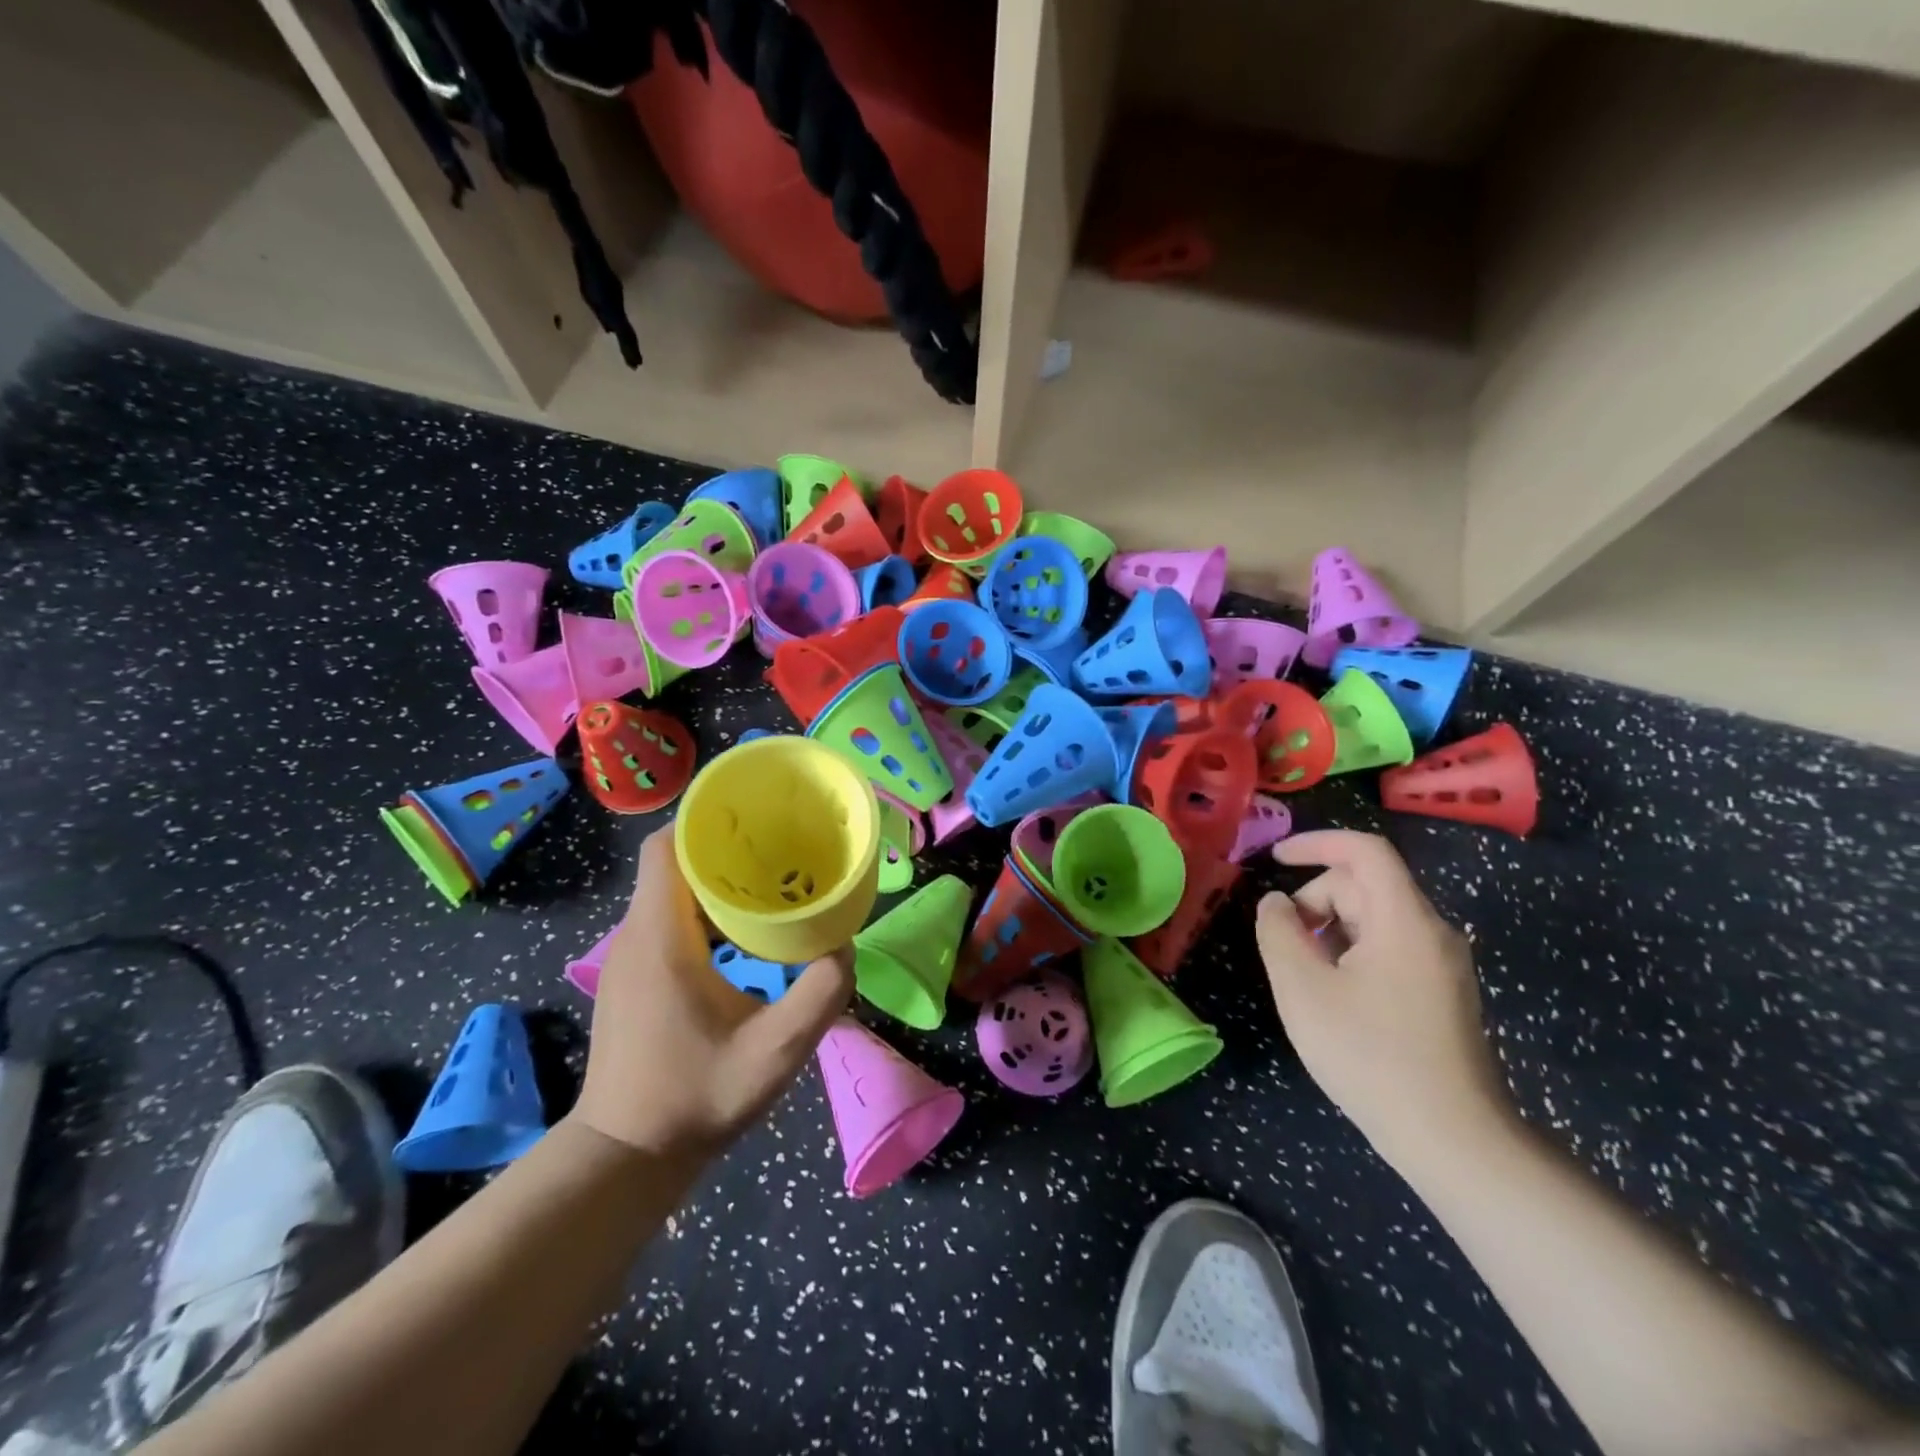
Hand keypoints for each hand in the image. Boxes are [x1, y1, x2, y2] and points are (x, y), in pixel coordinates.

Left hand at [571, 830, 852, 1158]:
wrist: (628, 1156)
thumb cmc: (695, 1099)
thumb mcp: (775, 1053)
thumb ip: (819, 996)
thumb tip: (844, 946)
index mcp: (661, 938)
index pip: (667, 848)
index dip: (705, 821)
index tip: (755, 819)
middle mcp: (637, 935)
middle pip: (672, 861)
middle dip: (722, 844)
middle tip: (780, 847)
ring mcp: (630, 956)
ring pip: (670, 889)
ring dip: (715, 876)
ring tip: (771, 880)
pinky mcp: (635, 975)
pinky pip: (666, 916)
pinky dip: (703, 906)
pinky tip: (743, 930)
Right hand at [1255, 831, 1511, 1168]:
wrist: (1454, 1141)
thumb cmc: (1371, 1056)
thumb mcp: (1303, 989)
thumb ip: (1279, 933)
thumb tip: (1276, 904)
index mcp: (1404, 920)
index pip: (1364, 851)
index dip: (1315, 843)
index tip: (1274, 859)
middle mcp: (1432, 932)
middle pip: (1365, 886)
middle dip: (1315, 900)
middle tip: (1283, 943)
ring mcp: (1442, 965)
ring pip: (1375, 920)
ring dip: (1330, 930)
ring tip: (1304, 975)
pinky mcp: (1443, 994)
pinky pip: (1390, 949)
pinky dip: (1352, 953)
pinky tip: (1334, 996)